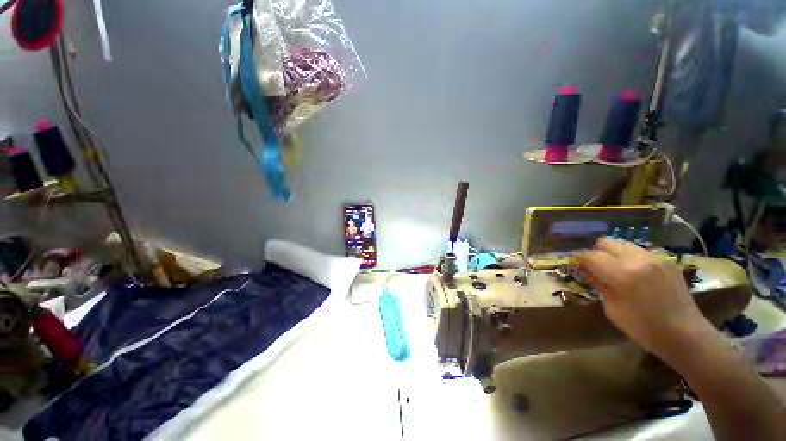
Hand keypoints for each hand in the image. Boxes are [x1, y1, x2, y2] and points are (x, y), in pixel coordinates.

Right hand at [577, 238, 712, 358]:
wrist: (686, 334)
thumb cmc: (644, 328)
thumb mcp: (613, 309)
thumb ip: (600, 286)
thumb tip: (590, 273)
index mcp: (622, 275)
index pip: (591, 256)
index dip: (582, 261)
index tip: (581, 269)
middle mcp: (638, 260)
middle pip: (606, 242)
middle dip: (597, 253)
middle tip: (598, 268)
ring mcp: (655, 258)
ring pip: (623, 244)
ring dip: (614, 254)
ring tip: (617, 270)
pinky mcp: (666, 260)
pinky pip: (640, 251)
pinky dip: (631, 258)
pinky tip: (636, 274)